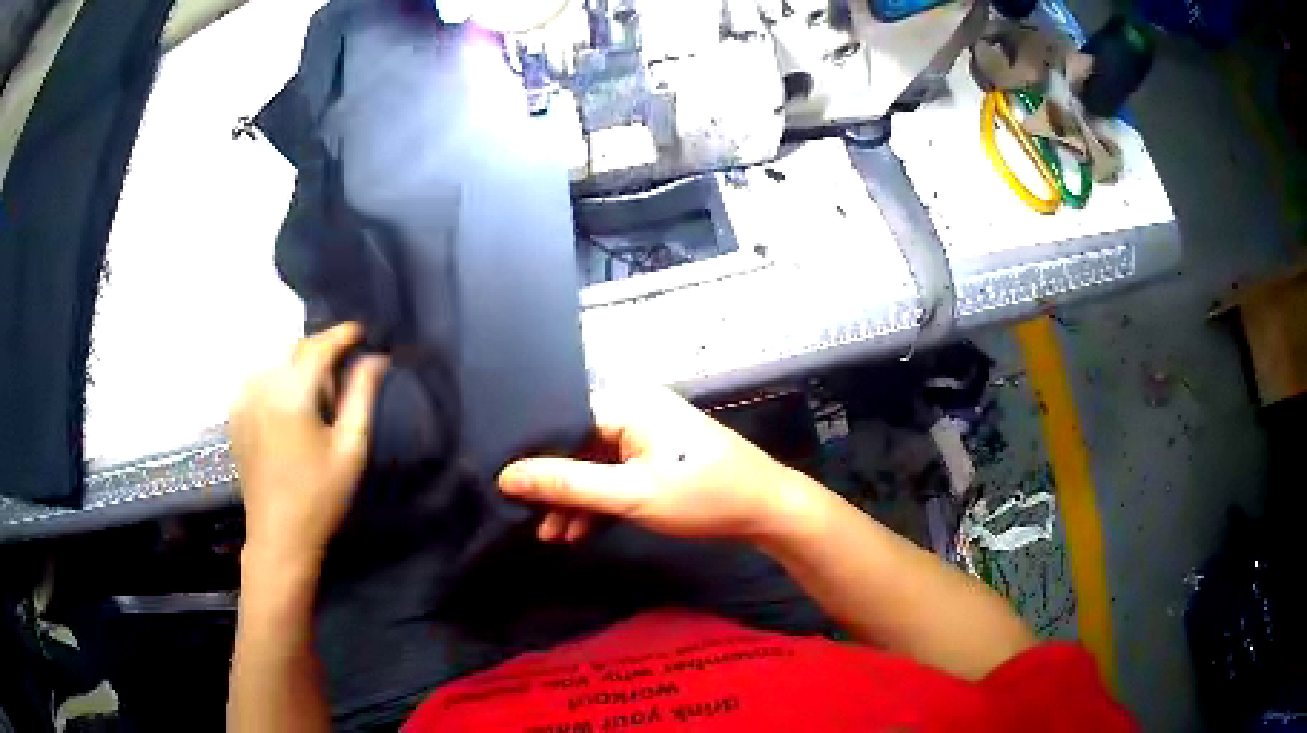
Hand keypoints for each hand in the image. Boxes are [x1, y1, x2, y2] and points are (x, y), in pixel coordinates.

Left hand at [229, 322, 387, 568]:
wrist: (279, 535)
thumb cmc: (321, 496)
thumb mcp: (350, 448)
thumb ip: (362, 396)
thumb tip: (376, 358)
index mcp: (291, 394)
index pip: (319, 346)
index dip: (342, 334)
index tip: (363, 331)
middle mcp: (262, 386)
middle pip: (296, 348)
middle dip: (322, 350)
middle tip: (344, 373)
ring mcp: (244, 399)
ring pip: (277, 361)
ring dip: (301, 365)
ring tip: (319, 395)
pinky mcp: (236, 413)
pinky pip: (261, 378)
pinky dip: (280, 378)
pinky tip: (292, 406)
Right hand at [497, 387, 803, 543]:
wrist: (767, 510)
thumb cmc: (701, 496)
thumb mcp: (630, 494)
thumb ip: (567, 484)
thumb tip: (506, 475)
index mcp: (627, 403)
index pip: (563, 423)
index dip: (535, 458)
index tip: (508, 491)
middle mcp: (634, 409)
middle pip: (577, 447)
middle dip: (556, 489)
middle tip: (532, 522)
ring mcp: (647, 435)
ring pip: (595, 467)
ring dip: (576, 501)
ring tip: (552, 536)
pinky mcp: (657, 457)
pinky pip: (616, 476)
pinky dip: (600, 503)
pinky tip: (580, 531)